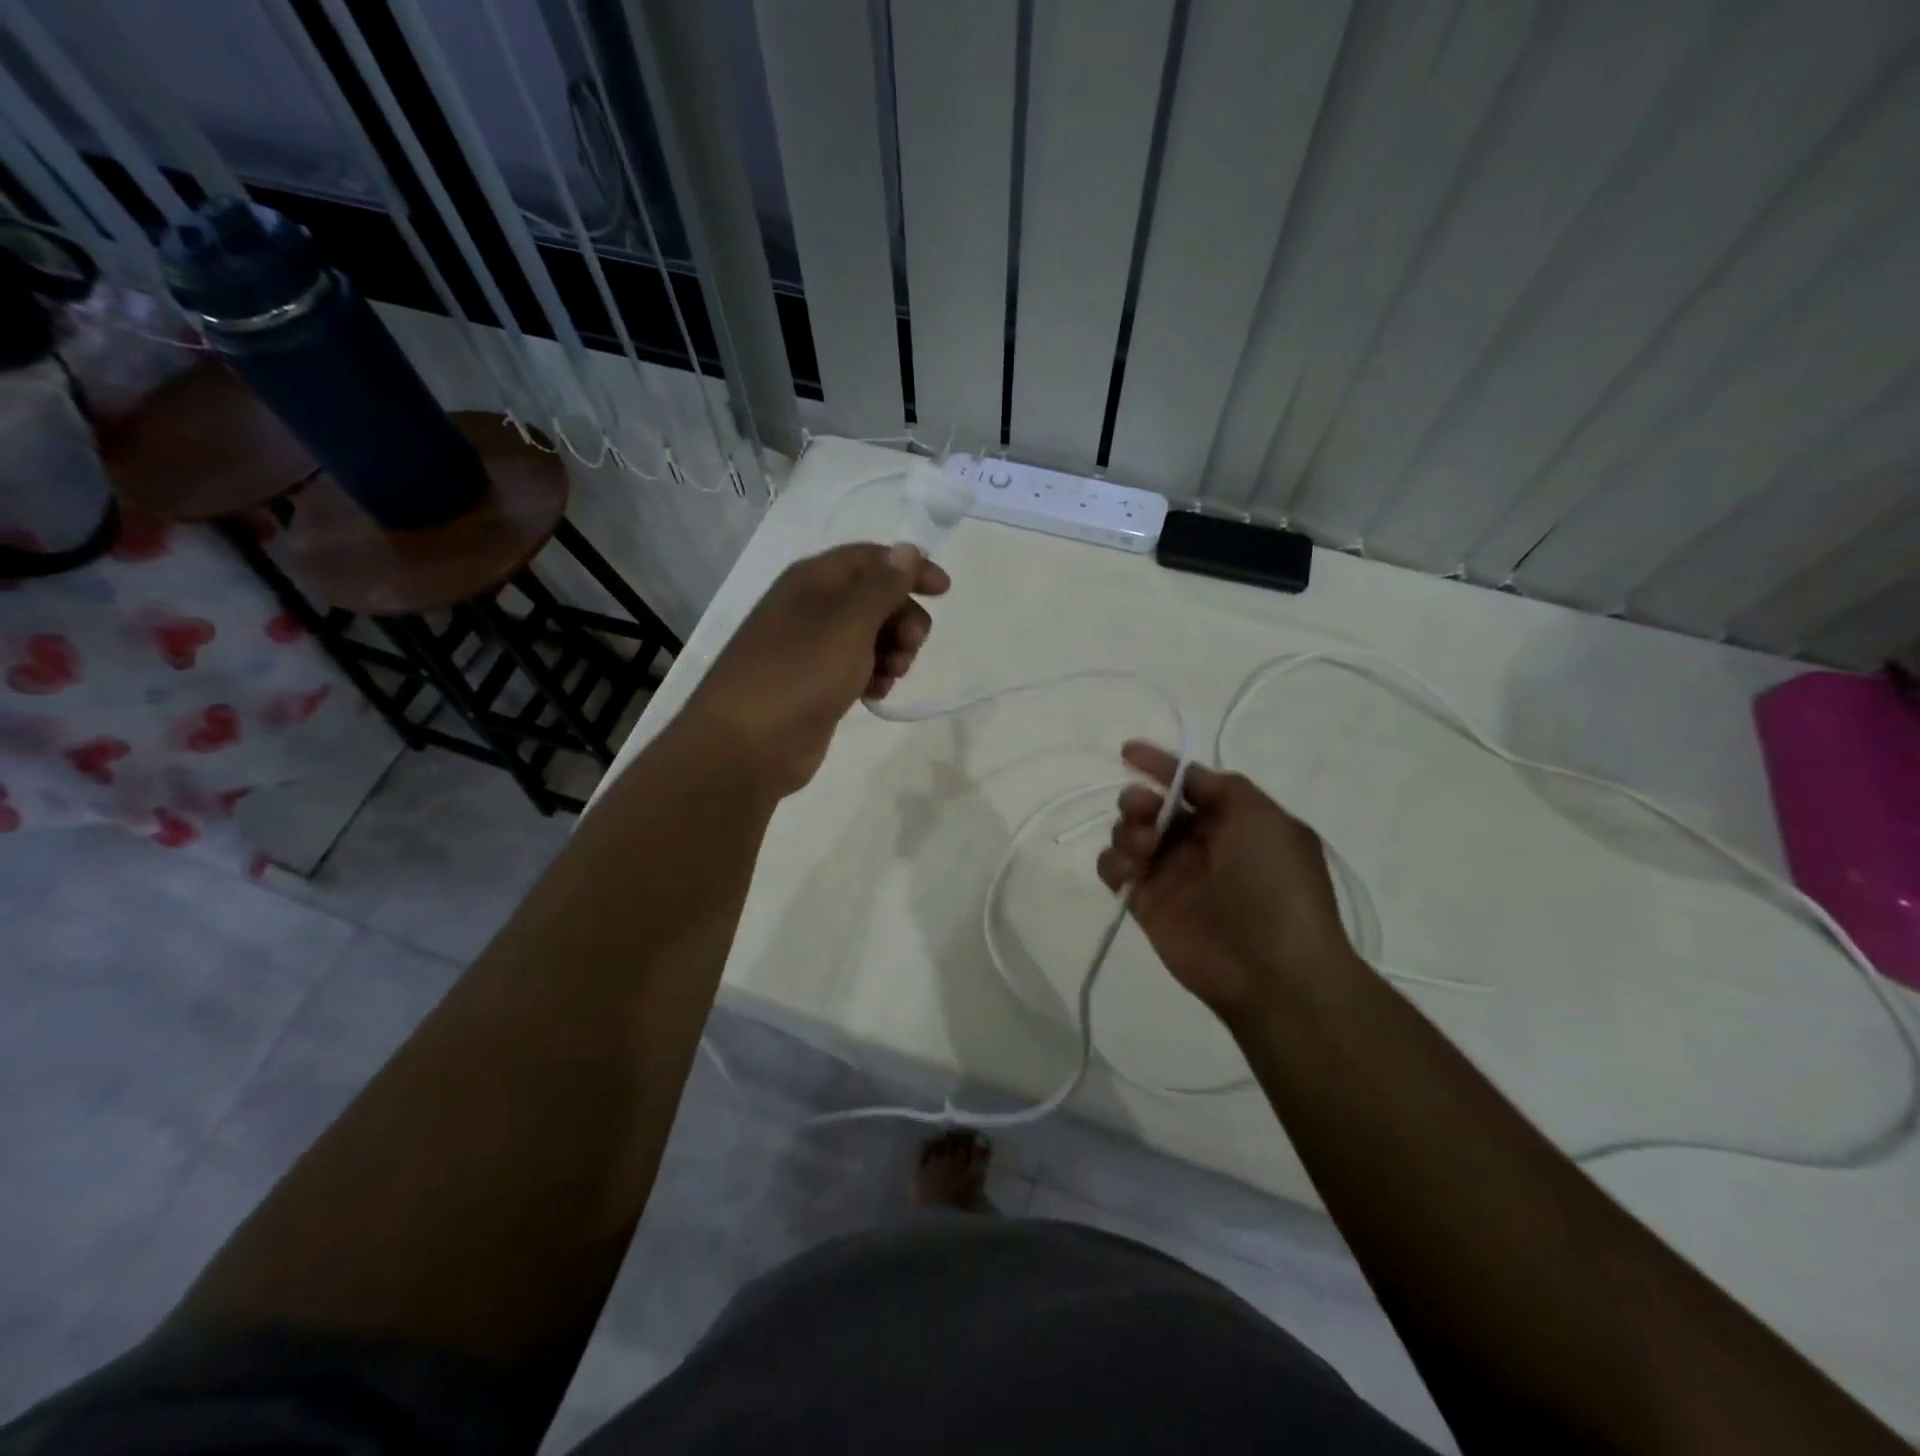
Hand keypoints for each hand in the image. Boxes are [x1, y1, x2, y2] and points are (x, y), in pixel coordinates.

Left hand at [685, 542, 949, 796]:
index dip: (910, 568)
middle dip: (903, 619)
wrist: (747, 745)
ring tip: (893, 676)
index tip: (945, 592)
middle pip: (874, 597)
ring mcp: (811, 648)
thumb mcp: (848, 624)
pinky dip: (873, 676)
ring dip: (892, 651)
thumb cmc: (799, 674)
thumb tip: (907, 549)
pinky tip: (876, 695)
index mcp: (814, 581)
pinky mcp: (814, 683)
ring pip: (869, 636)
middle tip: (912, 647)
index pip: (872, 558)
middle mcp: (811, 607)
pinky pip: (856, 668)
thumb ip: (882, 586)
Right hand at [1095, 741, 1356, 1019]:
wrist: (1272, 969)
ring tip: (1144, 848)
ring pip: (1129, 833)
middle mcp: (1200, 843)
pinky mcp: (1146, 902)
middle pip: (1153, 805)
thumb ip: (1224, 787)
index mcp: (1233, 821)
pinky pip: (1115, 869)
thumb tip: (1189, 778)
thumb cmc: (1274, 885)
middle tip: (1144, 813)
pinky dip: (1113, 862)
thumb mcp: (1265, 819)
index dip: (1160, 765)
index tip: (1127, 752)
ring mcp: (1171, 874)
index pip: (1189, 783)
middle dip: (1140, 799)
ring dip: (1128, 828)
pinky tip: (1130, 872)